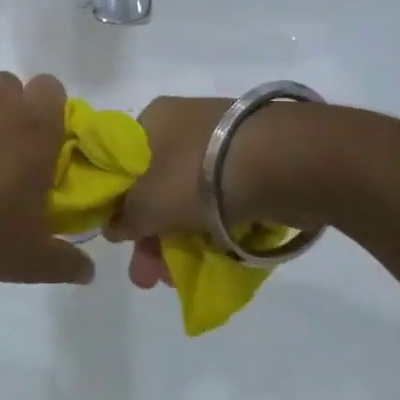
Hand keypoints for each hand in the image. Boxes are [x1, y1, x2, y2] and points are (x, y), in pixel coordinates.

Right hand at [106, 97, 328, 289]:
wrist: (286, 162)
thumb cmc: (199, 175)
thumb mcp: (147, 203)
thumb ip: (125, 219)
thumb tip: (113, 227)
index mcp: (152, 120)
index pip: (122, 164)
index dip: (118, 205)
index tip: (123, 242)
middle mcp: (184, 124)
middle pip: (156, 187)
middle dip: (151, 236)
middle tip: (150, 278)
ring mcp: (223, 142)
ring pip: (191, 198)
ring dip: (181, 239)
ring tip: (180, 280)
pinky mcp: (257, 162)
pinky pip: (224, 201)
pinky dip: (215, 229)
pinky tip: (214, 257)